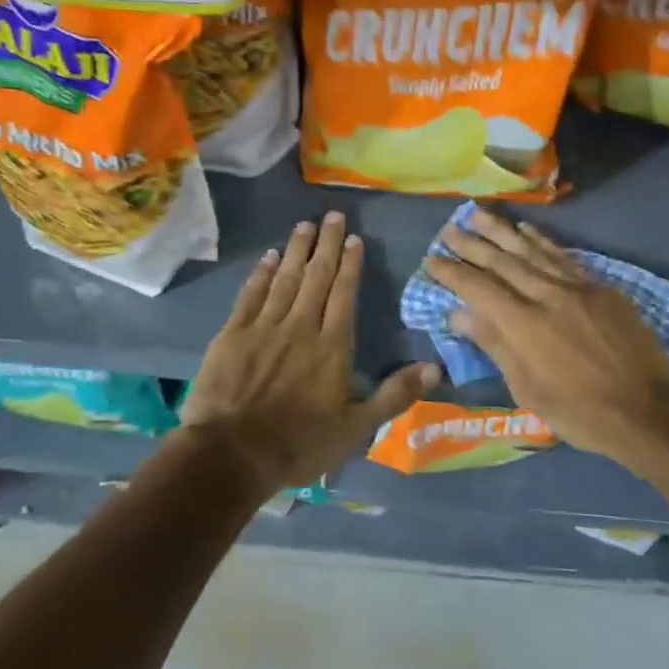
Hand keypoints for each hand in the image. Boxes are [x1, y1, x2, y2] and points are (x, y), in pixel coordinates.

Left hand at [181, 212, 439, 494]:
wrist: (233, 453)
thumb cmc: (300, 444)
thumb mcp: (357, 428)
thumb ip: (395, 394)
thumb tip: (435, 368)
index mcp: (332, 346)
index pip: (344, 294)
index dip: (350, 264)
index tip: (354, 238)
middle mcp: (301, 327)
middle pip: (317, 277)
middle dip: (326, 244)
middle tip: (332, 216)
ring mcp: (264, 327)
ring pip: (285, 279)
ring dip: (297, 250)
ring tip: (305, 225)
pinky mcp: (233, 335)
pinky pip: (251, 295)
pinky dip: (262, 273)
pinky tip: (269, 257)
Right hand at [424, 208, 668, 469]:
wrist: (647, 409)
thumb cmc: (579, 411)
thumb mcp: (527, 388)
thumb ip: (494, 344)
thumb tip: (460, 314)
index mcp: (523, 325)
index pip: (478, 288)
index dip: (452, 272)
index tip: (431, 259)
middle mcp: (546, 296)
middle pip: (502, 262)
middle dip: (472, 244)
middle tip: (449, 229)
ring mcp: (576, 287)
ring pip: (532, 250)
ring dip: (502, 231)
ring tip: (479, 215)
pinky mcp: (600, 288)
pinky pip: (563, 256)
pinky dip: (541, 241)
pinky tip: (526, 229)